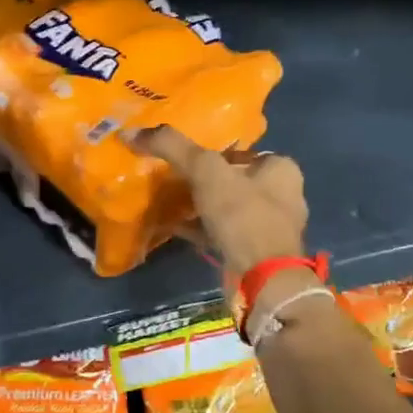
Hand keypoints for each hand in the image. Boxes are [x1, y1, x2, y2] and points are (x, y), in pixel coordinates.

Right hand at [130, 126, 308, 285]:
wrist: (263, 280)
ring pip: (227, 209)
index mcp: (281, 169)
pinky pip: (221, 234)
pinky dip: (199, 229)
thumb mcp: (206, 171)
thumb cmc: (243, 215)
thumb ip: (172, 147)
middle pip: (233, 180)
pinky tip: (173, 227)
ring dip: (200, 206)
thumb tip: (131, 132)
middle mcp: (282, 196)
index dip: (211, 152)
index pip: (241, 151)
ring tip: (168, 202)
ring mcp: (269, 228)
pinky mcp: (255, 254)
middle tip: (171, 178)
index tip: (183, 157)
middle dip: (204, 181)